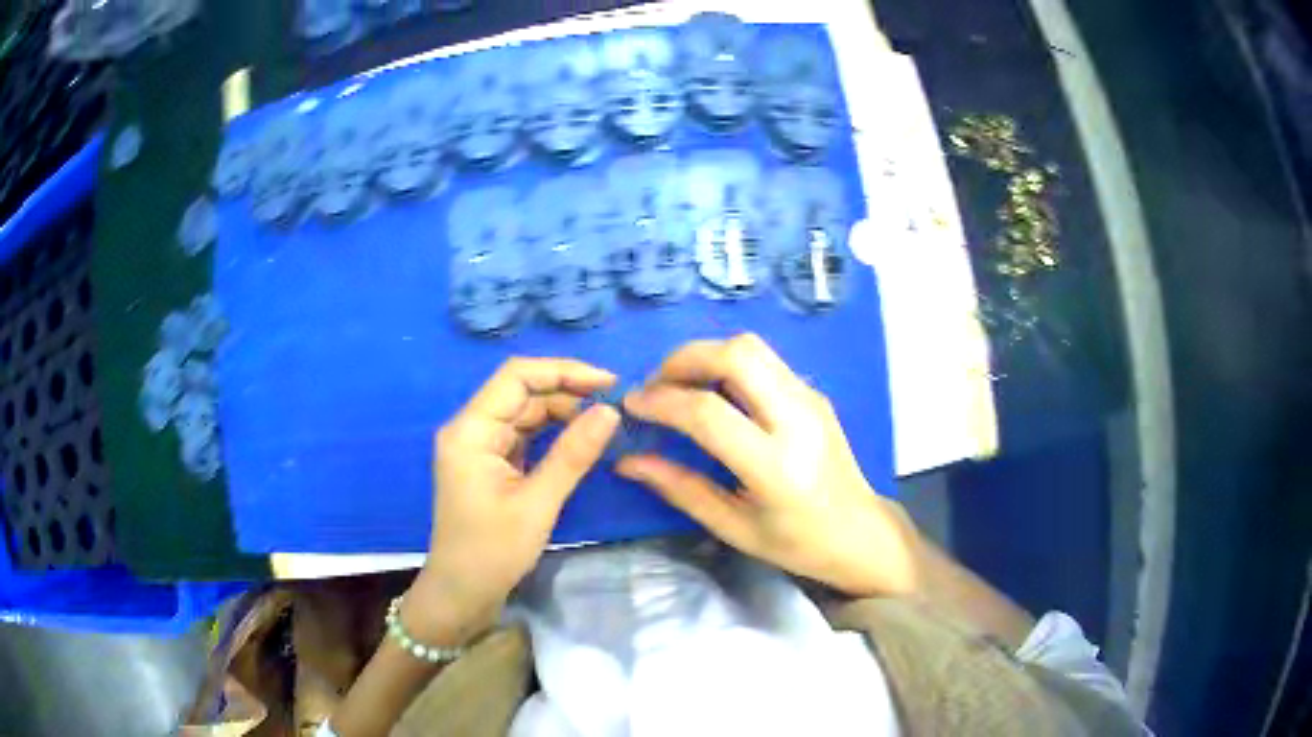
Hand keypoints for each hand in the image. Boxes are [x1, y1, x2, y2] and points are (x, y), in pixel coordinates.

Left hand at [410, 358, 619, 641]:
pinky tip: (580, 438)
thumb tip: (610, 412)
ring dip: (563, 413)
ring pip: (525, 412)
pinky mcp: (489, 463)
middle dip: (568, 393)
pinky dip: (552, 433)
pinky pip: (523, 435)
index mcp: (470, 430)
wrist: (462, 593)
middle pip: (521, 392)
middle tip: (615, 407)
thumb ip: (572, 454)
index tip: (608, 383)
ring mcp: (479, 446)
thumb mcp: (537, 504)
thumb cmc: (492, 552)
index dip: (564, 372)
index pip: (516, 377)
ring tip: (605, 420)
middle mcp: (471, 428)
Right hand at [618, 334, 920, 597]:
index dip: (662, 402)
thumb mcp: (734, 527)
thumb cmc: (796, 543)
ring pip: (752, 347)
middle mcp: (798, 419)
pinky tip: (715, 395)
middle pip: (737, 354)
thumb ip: (680, 489)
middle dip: (684, 359)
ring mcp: (811, 398)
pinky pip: (765, 361)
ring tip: (680, 386)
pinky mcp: (815, 392)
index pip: (708, 413)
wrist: (860, 532)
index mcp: (776, 466)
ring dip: (707, 355)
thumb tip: (628, 461)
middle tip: (657, 385)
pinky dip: (729, 364)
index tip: (632, 406)